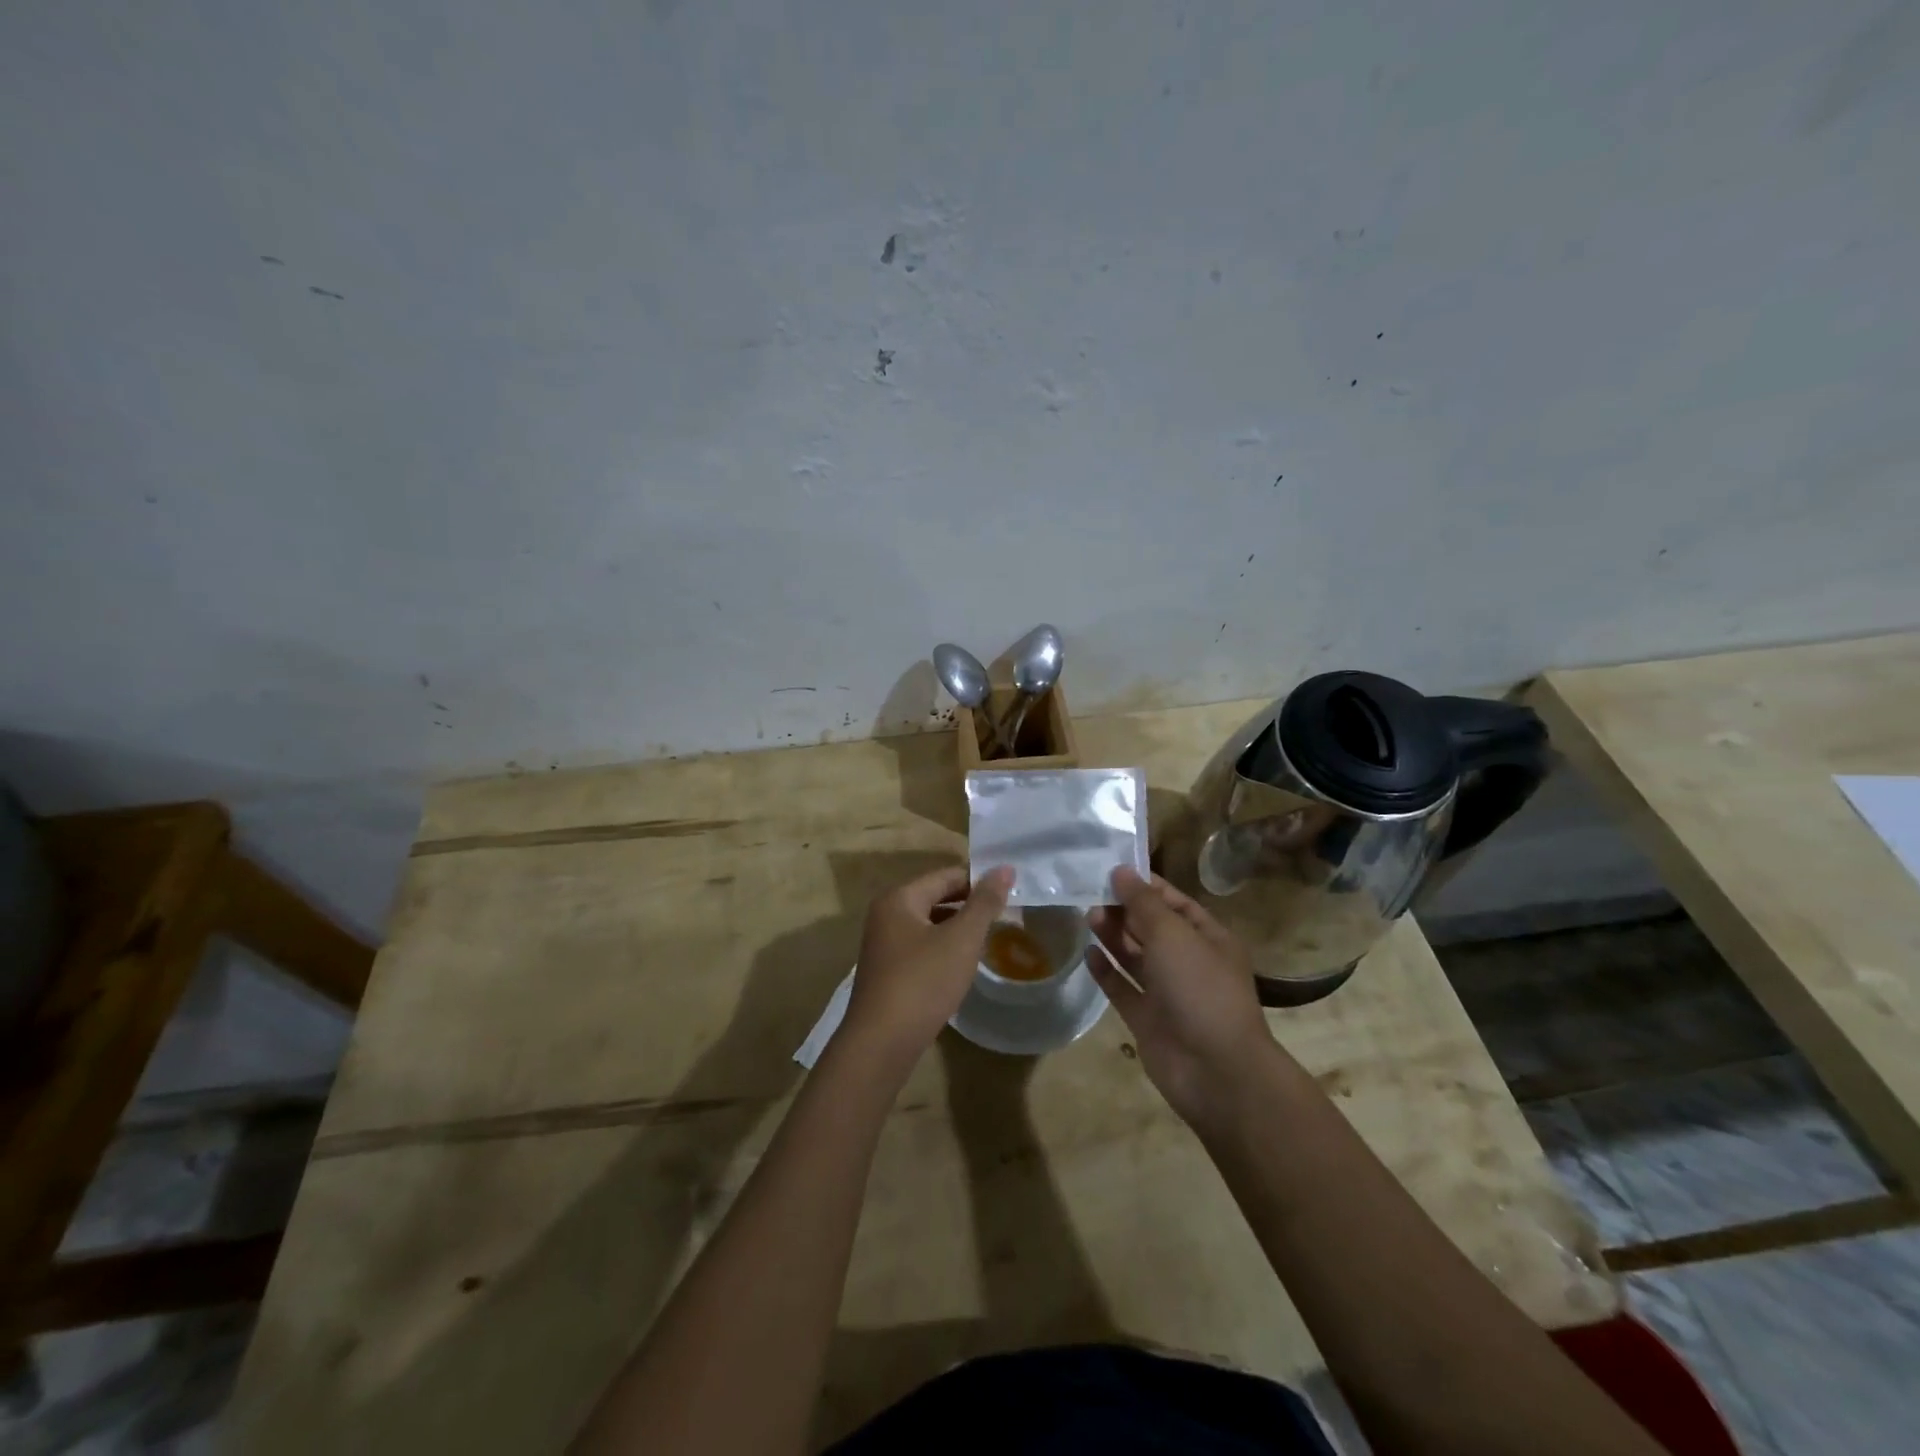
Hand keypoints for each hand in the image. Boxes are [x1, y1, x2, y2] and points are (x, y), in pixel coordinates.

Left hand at [842, 864, 1013, 1070]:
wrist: (881, 1044)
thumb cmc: (923, 982)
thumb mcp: (961, 940)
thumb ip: (985, 903)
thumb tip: (1004, 868)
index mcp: (899, 898)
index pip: (946, 876)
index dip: (979, 881)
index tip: (1010, 892)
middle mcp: (886, 915)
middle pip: (935, 897)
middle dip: (969, 905)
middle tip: (1005, 916)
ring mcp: (883, 945)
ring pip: (929, 924)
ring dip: (957, 929)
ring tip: (989, 939)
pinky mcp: (887, 972)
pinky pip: (921, 947)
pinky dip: (943, 949)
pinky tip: (962, 966)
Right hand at [1085, 867, 1273, 1124]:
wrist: (1215, 1071)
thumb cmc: (1200, 989)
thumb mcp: (1173, 934)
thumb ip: (1143, 903)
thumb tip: (1121, 871)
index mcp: (1208, 938)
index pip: (1174, 902)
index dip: (1144, 885)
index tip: (1110, 869)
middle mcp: (1189, 962)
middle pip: (1151, 927)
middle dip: (1124, 909)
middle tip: (1090, 891)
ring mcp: (1168, 993)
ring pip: (1135, 956)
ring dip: (1113, 935)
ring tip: (1087, 914)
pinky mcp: (1147, 1019)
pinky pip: (1123, 988)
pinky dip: (1106, 970)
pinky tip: (1088, 952)